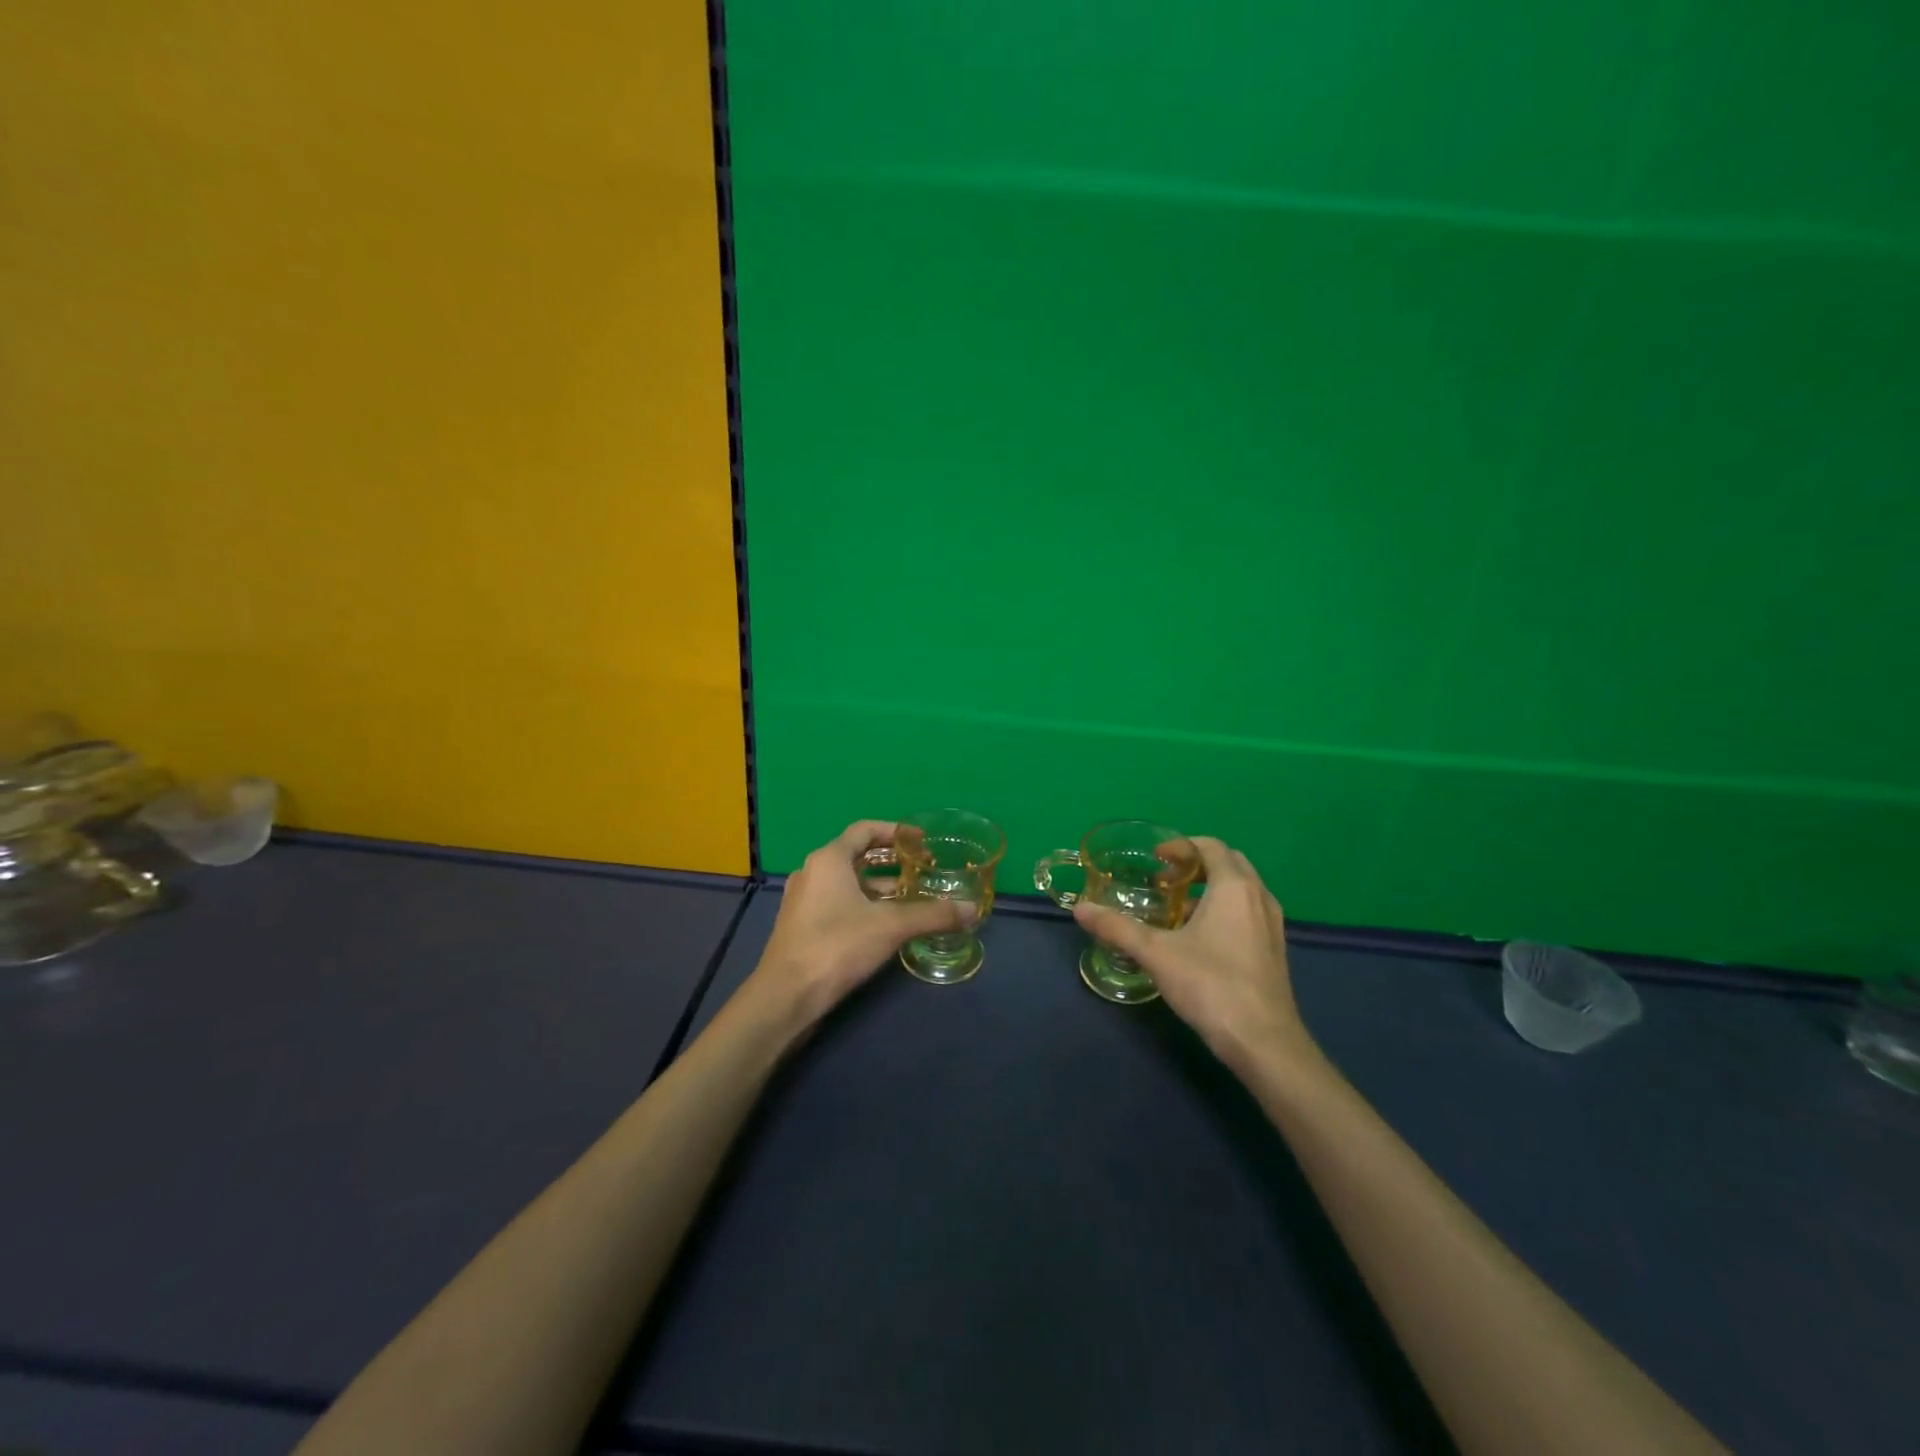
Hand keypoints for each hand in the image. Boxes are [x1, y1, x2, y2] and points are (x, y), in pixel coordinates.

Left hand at [751, 821, 976, 1024]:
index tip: (922, 842)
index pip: (865, 830)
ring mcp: (804, 900)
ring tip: (911, 897)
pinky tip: (886, 924)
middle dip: (891, 861)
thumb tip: (972, 910)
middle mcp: (813, 872)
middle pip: (857, 855)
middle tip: (922, 869)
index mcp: (829, 859)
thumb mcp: (891, 926)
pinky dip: (864, 904)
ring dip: (879, 886)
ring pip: (848, 882)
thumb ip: (933, 915)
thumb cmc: (837, 946)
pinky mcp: (802, 926)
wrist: (786, 996)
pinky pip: (838, 902)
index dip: (895, 832)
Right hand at [1073, 837, 1315, 1072]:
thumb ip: (1117, 928)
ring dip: (1210, 888)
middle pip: (1228, 863)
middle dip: (1195, 864)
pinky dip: (1224, 910)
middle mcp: (1259, 897)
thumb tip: (1080, 909)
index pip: (1211, 846)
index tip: (1155, 860)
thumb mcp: (1156, 954)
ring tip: (1177, 910)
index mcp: (1234, 887)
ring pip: (1241, 890)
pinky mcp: (1274, 950)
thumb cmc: (1211, 985)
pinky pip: (1248, 912)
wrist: (1264, 1042)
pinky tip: (1200, 940)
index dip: (1181, 846)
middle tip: (1164, 879)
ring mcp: (1271, 924)